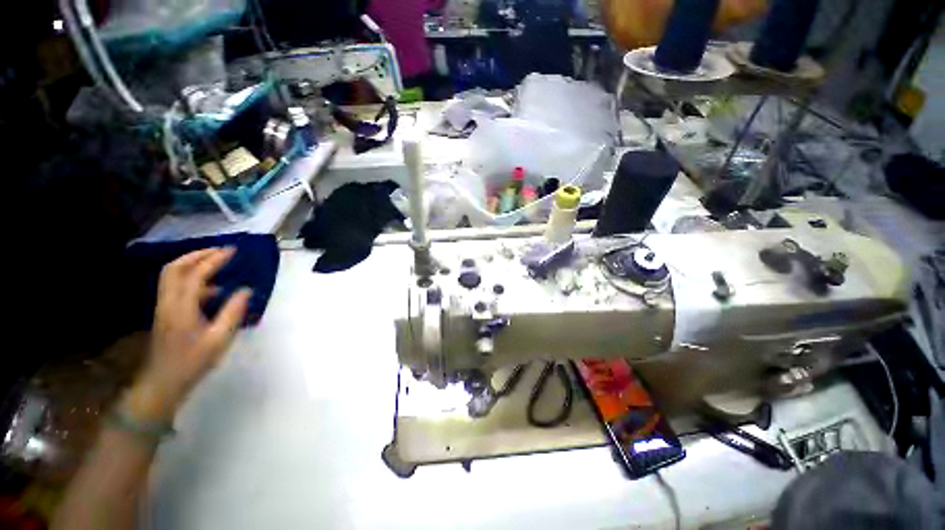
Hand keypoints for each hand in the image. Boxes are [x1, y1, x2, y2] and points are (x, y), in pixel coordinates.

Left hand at [125, 248, 251, 421]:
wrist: (162, 382)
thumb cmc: (193, 362)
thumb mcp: (219, 339)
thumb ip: (233, 313)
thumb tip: (245, 290)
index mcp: (181, 307)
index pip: (196, 274)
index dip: (214, 260)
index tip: (233, 251)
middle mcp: (168, 302)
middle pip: (175, 268)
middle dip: (197, 254)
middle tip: (220, 250)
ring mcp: (164, 306)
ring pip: (172, 275)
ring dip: (193, 263)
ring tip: (217, 262)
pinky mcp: (166, 313)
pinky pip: (176, 287)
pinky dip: (193, 279)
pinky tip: (213, 288)